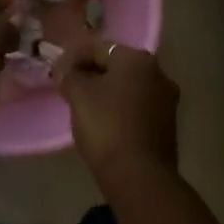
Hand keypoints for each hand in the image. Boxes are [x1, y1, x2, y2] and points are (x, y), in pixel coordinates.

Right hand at [59, 41, 179, 183]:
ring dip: (106, 92)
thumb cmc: (107, 126)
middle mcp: (158, 73)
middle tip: (69, 90)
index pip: (98, 47)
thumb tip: (66, 71)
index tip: (56, 75)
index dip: (73, 58)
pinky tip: (104, 123)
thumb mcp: (79, 96)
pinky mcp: (167, 124)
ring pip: (127, 87)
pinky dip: (119, 109)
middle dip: (91, 74)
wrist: (139, 176)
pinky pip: (137, 106)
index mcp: (138, 59)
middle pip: (116, 66)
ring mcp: (166, 99)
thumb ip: (69, 76)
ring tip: (84, 107)